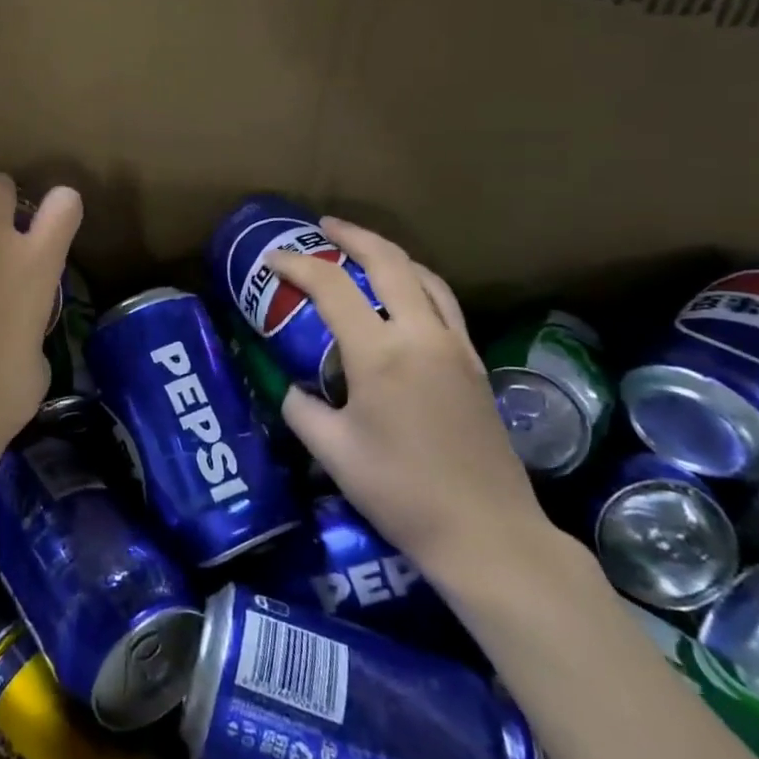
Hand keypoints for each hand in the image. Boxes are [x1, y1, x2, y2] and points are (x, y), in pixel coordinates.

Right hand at [270, 219, 554, 587]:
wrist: (486, 532)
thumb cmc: (400, 492)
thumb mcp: (332, 451)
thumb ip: (301, 408)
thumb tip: (291, 388)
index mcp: (380, 355)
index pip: (331, 288)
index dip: (297, 266)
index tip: (272, 260)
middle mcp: (422, 336)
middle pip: (389, 262)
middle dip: (352, 236)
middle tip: (323, 227)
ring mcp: (455, 347)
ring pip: (424, 276)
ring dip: (389, 253)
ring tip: (362, 249)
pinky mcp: (475, 363)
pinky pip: (444, 302)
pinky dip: (417, 280)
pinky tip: (404, 292)